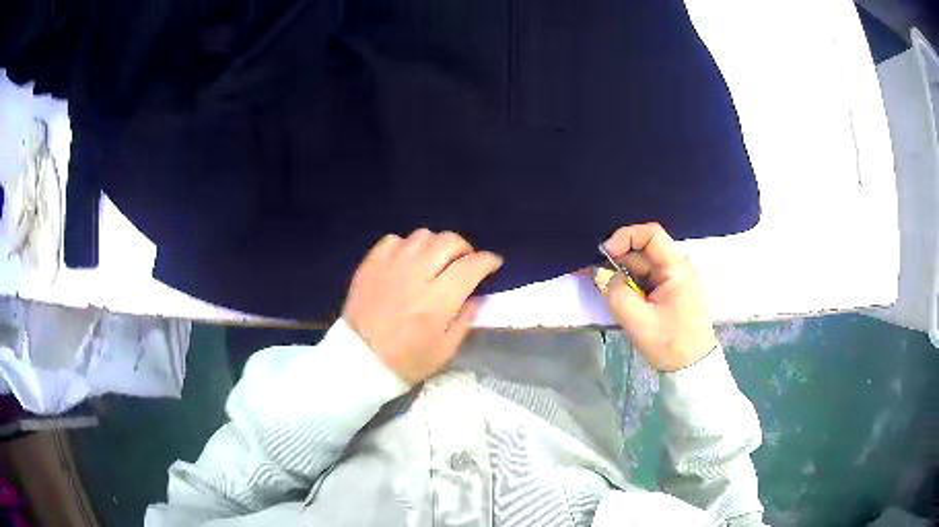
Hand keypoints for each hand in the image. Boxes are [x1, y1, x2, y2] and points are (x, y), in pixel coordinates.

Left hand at [343, 229, 502, 384]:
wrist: (358, 361)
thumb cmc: (405, 362)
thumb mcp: (445, 351)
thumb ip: (465, 319)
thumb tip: (477, 295)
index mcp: (437, 301)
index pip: (471, 266)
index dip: (488, 261)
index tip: (493, 264)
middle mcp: (416, 275)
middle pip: (448, 241)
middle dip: (465, 248)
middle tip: (465, 262)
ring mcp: (390, 265)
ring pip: (423, 235)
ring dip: (437, 245)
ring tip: (437, 260)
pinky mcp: (370, 263)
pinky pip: (395, 239)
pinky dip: (407, 246)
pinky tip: (408, 261)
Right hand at [598, 223, 717, 371]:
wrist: (692, 367)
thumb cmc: (669, 344)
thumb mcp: (637, 321)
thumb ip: (615, 292)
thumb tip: (601, 273)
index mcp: (677, 268)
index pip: (651, 234)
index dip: (625, 237)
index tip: (605, 254)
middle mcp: (679, 267)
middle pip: (645, 251)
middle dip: (620, 260)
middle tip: (598, 276)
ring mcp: (678, 279)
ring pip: (645, 265)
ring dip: (625, 274)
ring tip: (608, 290)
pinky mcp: (674, 290)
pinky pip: (650, 278)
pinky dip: (634, 284)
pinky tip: (624, 297)